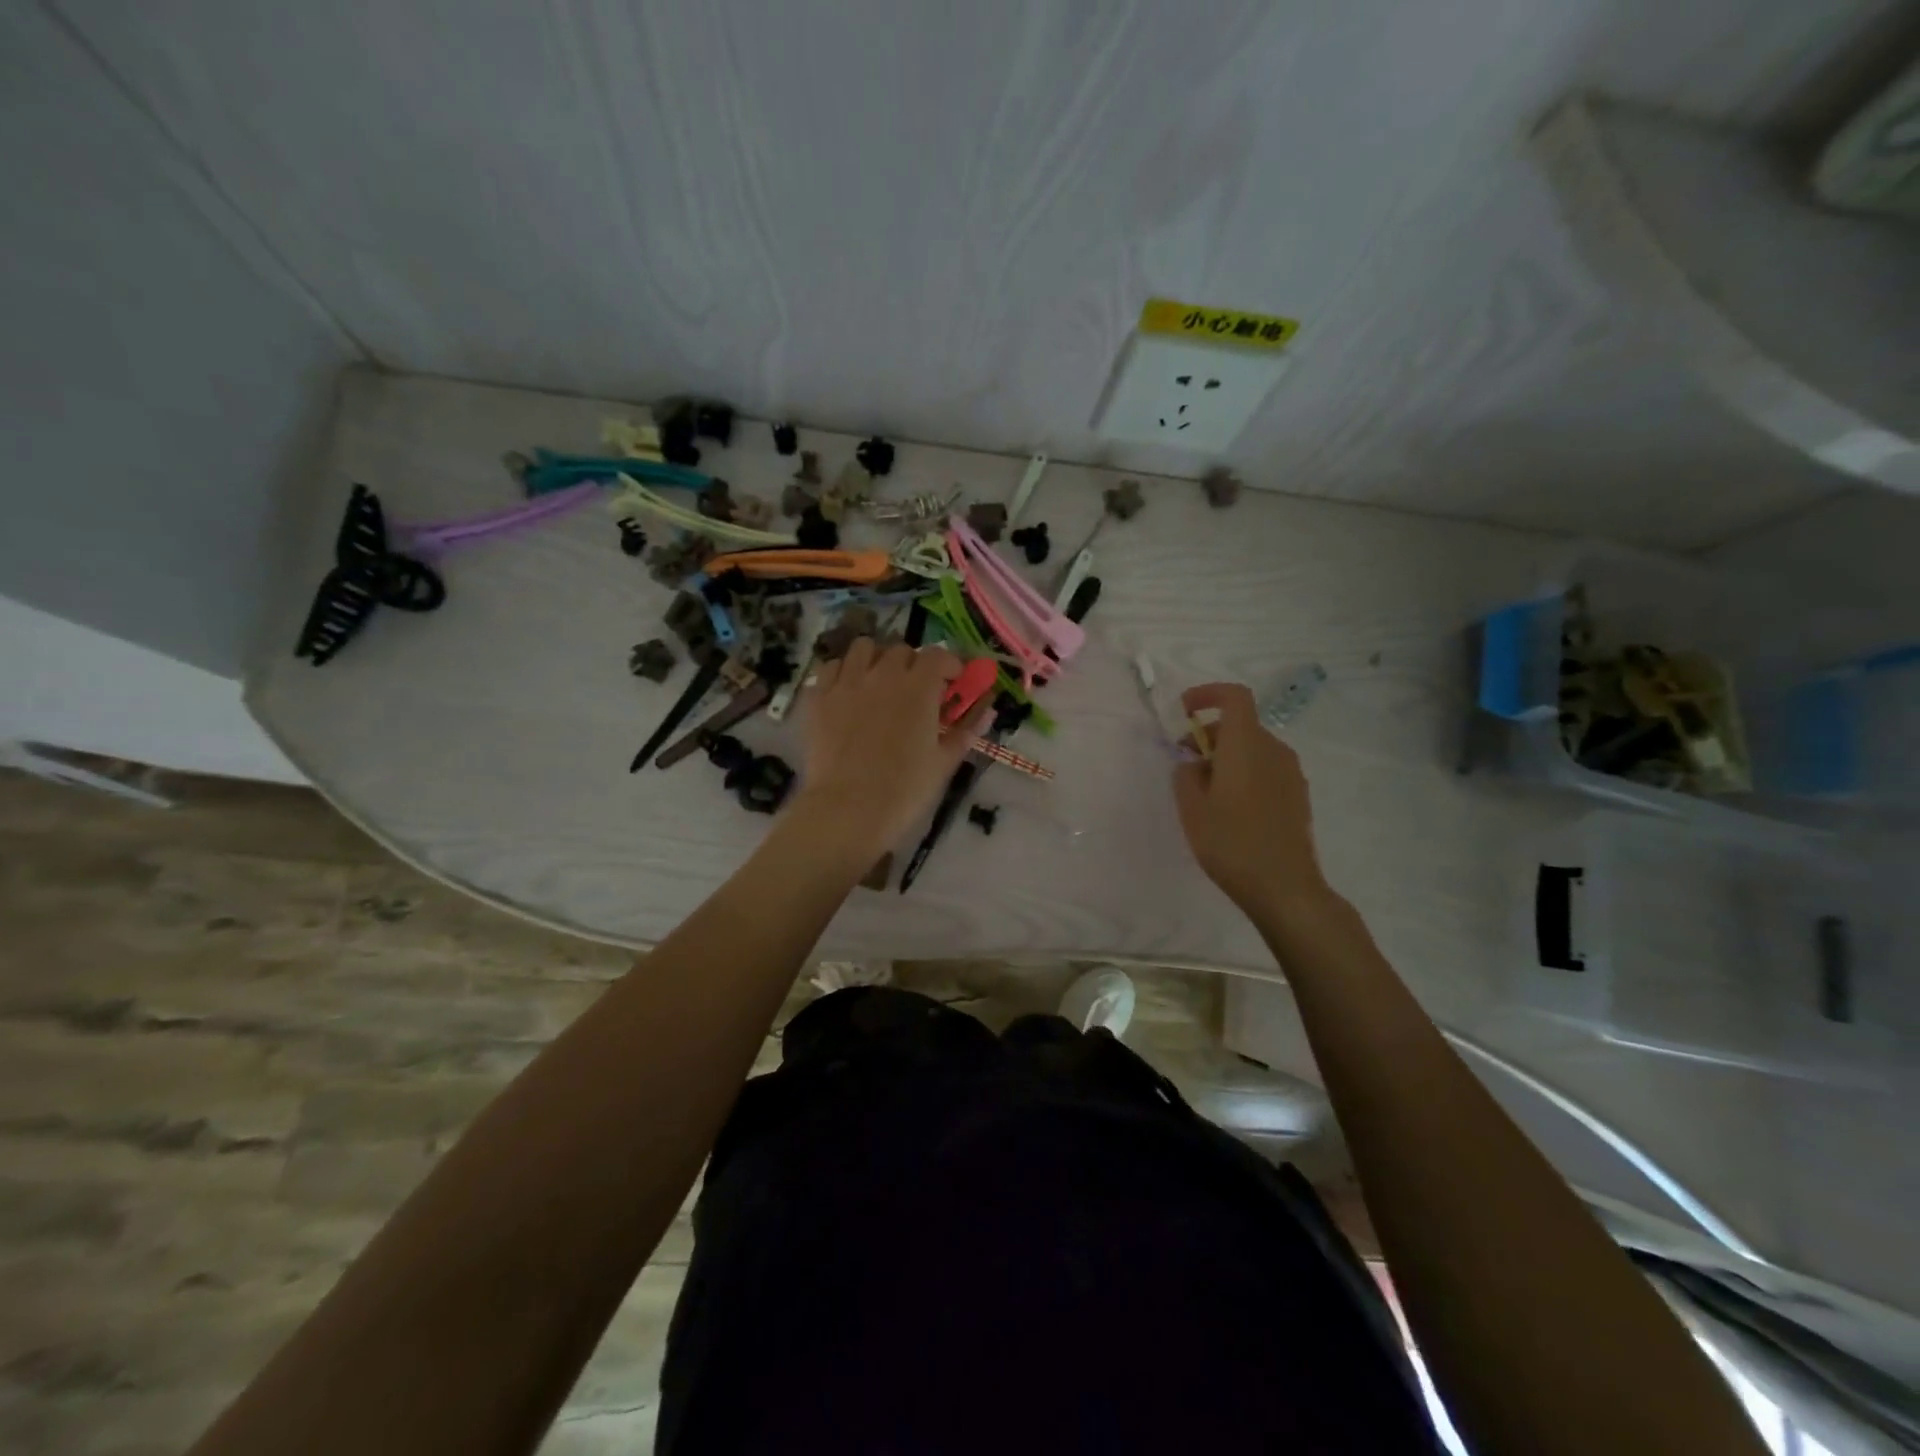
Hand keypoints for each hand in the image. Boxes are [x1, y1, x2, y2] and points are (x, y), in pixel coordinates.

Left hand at [792, 639, 982, 861]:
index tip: (952, 683)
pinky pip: (830, 667)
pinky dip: (842, 673)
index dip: (949, 665)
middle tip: (916, 691)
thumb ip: (966, 730)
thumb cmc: (905, 790)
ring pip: (863, 648)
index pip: (938, 655)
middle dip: (913, 665)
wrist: (848, 810)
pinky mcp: (818, 697)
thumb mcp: (944, 762)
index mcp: (918, 687)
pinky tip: (847, 693)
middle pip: (901, 650)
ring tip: (879, 683)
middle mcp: (882, 674)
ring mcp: (846, 682)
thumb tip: (987, 709)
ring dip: (876, 659)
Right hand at [1171, 683, 1330, 918]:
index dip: (1208, 695)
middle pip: (1241, 724)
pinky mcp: (1298, 795)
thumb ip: (1185, 775)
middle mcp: (1274, 750)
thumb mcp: (1191, 808)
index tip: (1184, 711)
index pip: (1234, 697)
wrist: (1284, 887)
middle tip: (1185, 761)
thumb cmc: (1231, 842)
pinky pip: (1266, 768)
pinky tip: (1230, 807)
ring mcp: (1291, 773)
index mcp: (1246, 745)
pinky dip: (1244, 772)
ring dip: (1227, 755)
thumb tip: (1193, 764)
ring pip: (1254, 748)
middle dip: (1209, 733)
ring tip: (1204, 790)